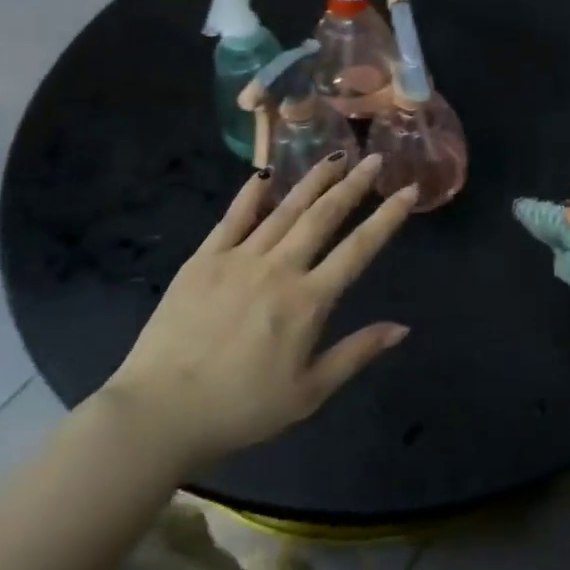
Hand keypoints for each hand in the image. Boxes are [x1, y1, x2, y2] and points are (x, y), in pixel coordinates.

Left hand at [100, 153, 417, 473]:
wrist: (160, 413)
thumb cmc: (241, 409)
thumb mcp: (308, 394)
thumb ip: (356, 354)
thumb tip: (402, 328)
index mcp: (307, 302)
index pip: (358, 249)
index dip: (387, 218)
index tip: (408, 191)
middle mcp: (278, 269)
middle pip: (323, 217)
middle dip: (353, 185)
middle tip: (374, 159)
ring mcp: (238, 259)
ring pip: (284, 209)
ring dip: (313, 181)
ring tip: (335, 157)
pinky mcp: (203, 260)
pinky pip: (232, 218)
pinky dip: (252, 194)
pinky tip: (266, 175)